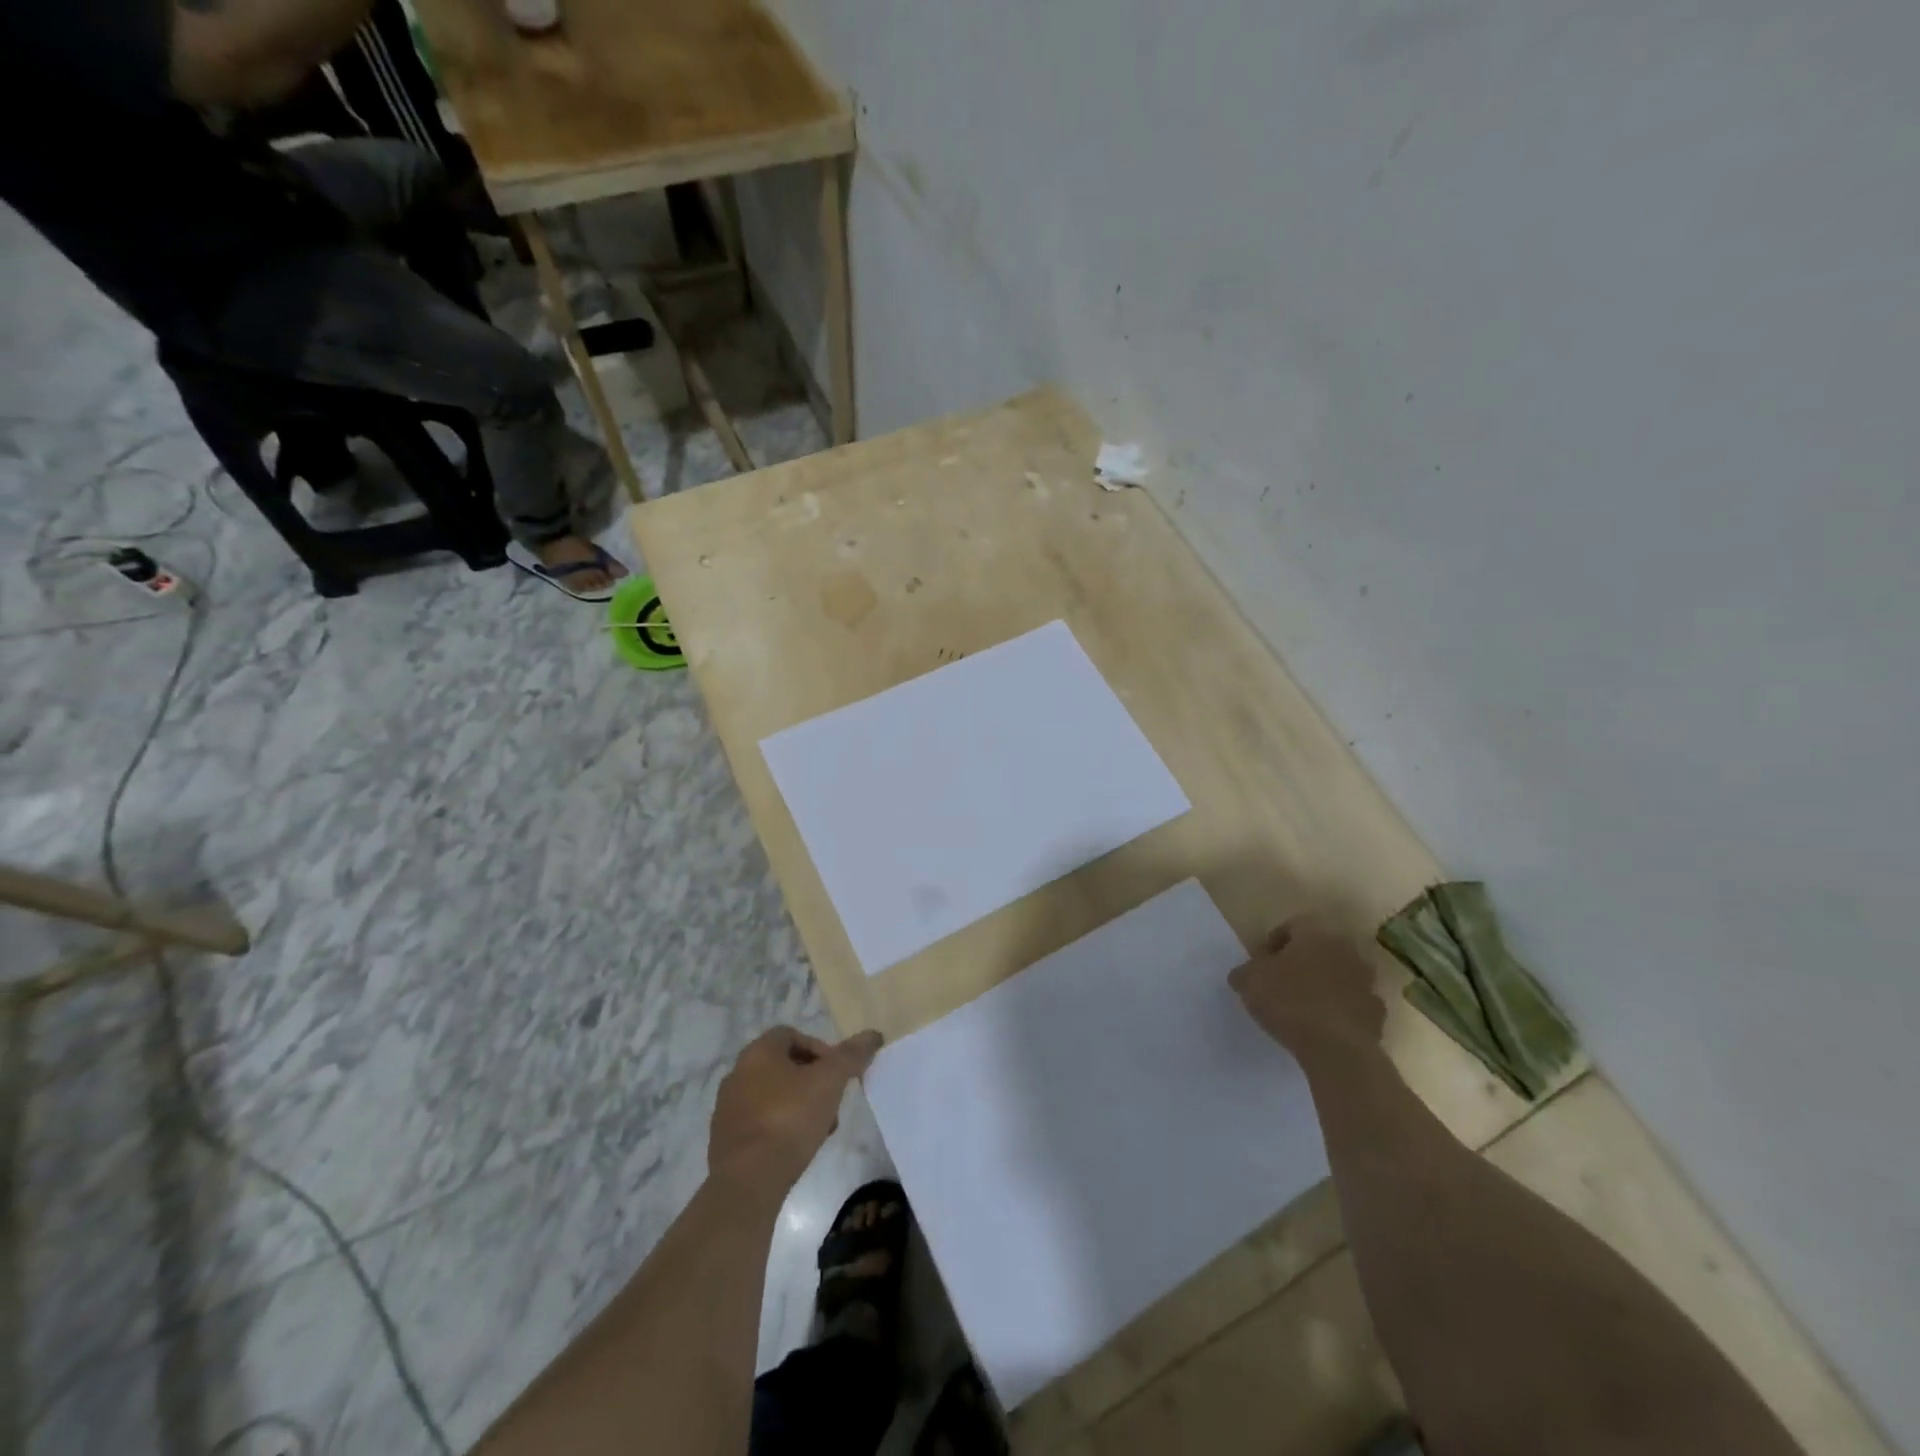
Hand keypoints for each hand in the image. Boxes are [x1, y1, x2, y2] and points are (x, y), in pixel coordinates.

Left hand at [708, 1026, 883, 1200]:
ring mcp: (728, 1108)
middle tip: (832, 1101)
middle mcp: (737, 1073)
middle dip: (812, 1080)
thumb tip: (873, 1034)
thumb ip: (851, 1055)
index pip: (791, 1034)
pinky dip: (780, 1127)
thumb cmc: (789, 1118)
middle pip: (783, 1066)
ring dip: (798, 1105)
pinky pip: (760, 1123)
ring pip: (772, 1096)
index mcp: (758, 1052)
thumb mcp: (829, 1081)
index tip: (837, 1072)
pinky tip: (797, 1148)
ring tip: (820, 1129)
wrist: (747, 1181)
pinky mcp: (725, 1140)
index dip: (819, 1048)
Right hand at [1230, 915, 1385, 1064]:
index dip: (1274, 943)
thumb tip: (1244, 974)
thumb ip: (1245, 972)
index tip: (1261, 964)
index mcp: (1315, 934)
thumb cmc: (1288, 1001)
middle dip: (1301, 963)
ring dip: (1323, 986)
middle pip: (1319, 949)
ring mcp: (1366, 982)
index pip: (1293, 925)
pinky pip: (1352, 1004)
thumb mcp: (1248, 982)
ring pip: (1339, 976)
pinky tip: (1321, 1027)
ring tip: (1301, 1008)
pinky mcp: (1377, 1013)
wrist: (1337, 1048)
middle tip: (1281, 983)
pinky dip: (1339, 1011)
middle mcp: (1346, 950)